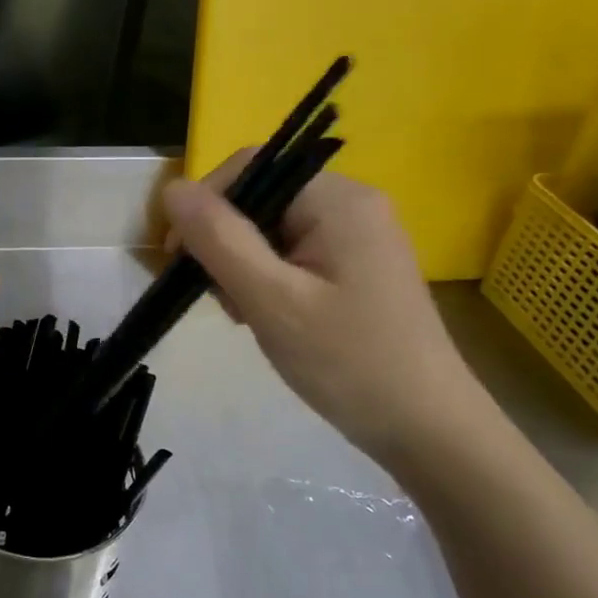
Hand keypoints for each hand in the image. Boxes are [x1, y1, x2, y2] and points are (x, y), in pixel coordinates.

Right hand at [160, 158, 491, 461]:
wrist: (426, 429)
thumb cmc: (346, 361)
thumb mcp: (271, 299)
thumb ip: (218, 238)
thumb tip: (171, 188)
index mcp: (338, 200)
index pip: (250, 168)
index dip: (205, 204)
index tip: (180, 258)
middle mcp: (351, 205)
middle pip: (259, 198)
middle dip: (224, 243)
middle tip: (220, 298)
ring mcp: (356, 236)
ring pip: (269, 229)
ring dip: (241, 265)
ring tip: (247, 315)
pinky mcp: (355, 266)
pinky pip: (291, 253)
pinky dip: (265, 279)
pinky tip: (266, 316)